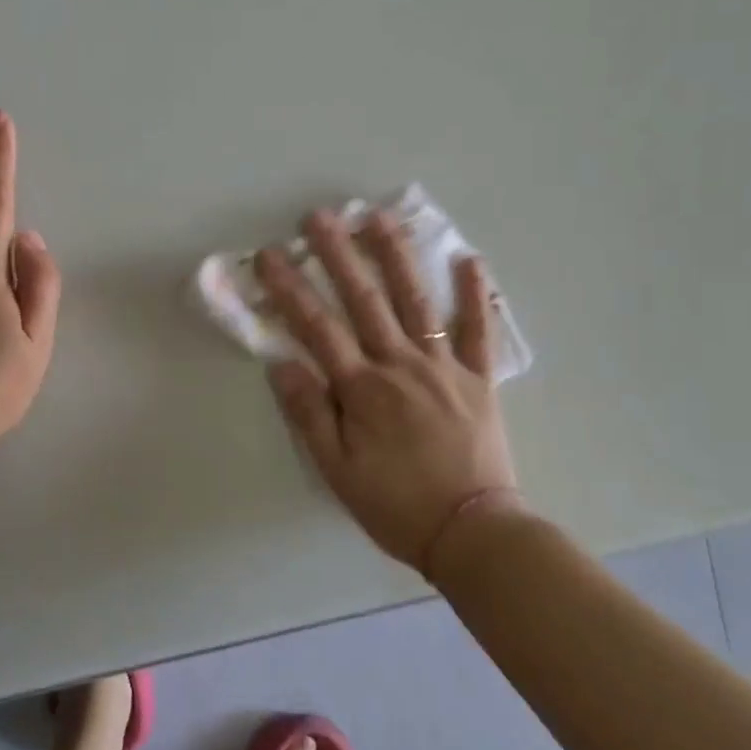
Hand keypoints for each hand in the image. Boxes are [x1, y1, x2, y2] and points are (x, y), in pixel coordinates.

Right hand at [256, 208, 525, 571]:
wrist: (473, 533)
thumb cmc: (396, 504)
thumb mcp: (337, 470)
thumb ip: (309, 414)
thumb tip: (282, 363)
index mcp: (362, 389)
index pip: (317, 328)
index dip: (290, 289)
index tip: (271, 255)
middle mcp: (400, 366)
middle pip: (364, 301)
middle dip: (338, 255)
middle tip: (320, 216)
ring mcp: (444, 367)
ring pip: (416, 302)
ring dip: (396, 257)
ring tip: (380, 217)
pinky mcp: (479, 379)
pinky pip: (478, 331)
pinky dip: (474, 294)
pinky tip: (468, 259)